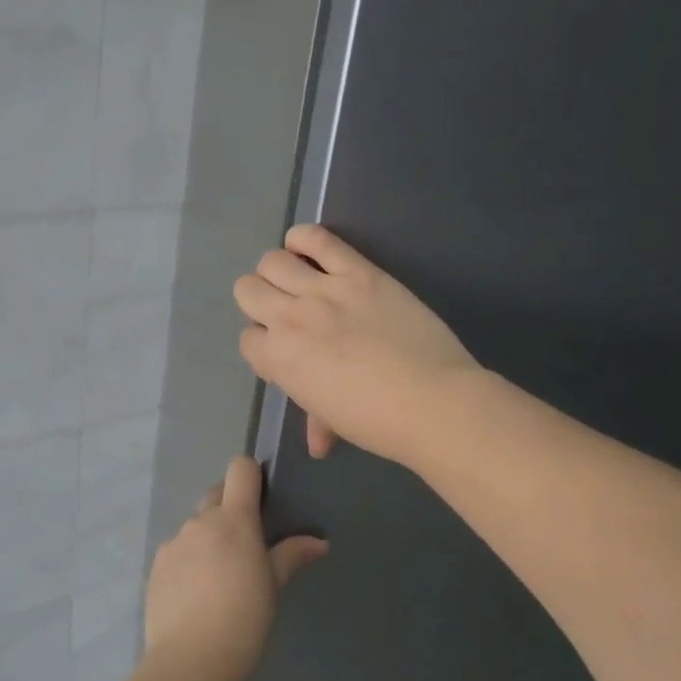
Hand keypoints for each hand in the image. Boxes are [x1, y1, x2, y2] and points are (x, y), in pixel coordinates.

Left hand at [145, 456, 327, 680]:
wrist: (192, 658)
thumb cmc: (244, 617)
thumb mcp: (274, 585)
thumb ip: (292, 555)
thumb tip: (320, 542)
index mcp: (233, 519)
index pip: (240, 469)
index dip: (252, 475)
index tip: (263, 497)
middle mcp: (200, 522)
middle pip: (216, 494)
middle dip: (230, 507)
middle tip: (245, 542)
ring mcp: (173, 543)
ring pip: (195, 527)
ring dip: (208, 538)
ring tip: (219, 577)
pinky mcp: (156, 567)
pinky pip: (176, 552)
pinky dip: (188, 561)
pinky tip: (196, 594)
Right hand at [234, 224, 480, 467]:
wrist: (432, 401)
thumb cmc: (377, 421)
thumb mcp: (334, 420)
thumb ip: (316, 418)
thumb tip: (318, 442)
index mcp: (278, 358)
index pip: (247, 338)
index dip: (264, 345)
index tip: (287, 351)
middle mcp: (290, 317)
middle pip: (247, 290)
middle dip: (260, 302)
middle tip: (288, 314)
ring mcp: (324, 289)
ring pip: (272, 260)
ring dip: (278, 271)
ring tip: (299, 282)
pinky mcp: (359, 271)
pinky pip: (318, 238)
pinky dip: (304, 239)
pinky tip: (308, 250)